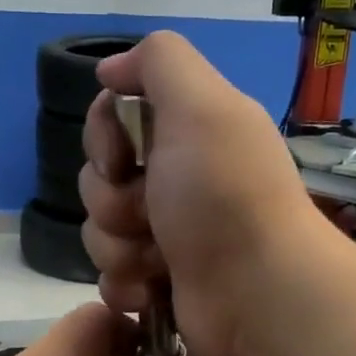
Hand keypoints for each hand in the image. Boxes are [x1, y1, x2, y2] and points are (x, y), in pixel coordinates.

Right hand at [79, 32, 327, 355]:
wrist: (258, 293)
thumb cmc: (225, 197)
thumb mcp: (201, 104)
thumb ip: (158, 62)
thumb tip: (109, 70)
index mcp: (186, 132)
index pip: (111, 120)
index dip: (103, 137)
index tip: (122, 158)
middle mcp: (174, 179)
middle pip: (98, 179)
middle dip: (113, 201)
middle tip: (152, 215)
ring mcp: (165, 234)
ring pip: (98, 231)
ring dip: (121, 247)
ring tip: (160, 261)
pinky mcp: (157, 282)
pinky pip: (109, 276)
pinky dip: (126, 284)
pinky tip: (152, 292)